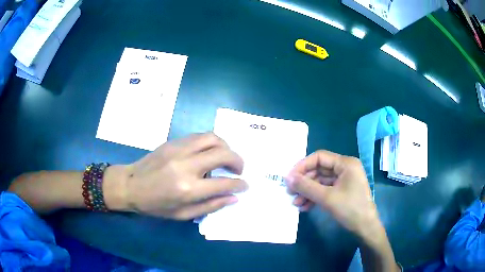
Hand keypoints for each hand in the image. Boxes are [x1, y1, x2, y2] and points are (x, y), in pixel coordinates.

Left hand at [110, 133, 247, 219]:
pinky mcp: (173, 142)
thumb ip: (211, 206)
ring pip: (212, 138)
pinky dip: (211, 142)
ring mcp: (179, 149)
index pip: (224, 183)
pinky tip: (209, 152)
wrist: (130, 185)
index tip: (245, 185)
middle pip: (223, 154)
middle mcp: (186, 165)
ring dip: (226, 147)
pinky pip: (199, 136)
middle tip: (239, 170)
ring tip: (226, 158)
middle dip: (238, 161)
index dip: (239, 184)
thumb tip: (234, 197)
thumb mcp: (183, 215)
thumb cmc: (155, 205)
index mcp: (188, 189)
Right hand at [286, 150, 379, 237]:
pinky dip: (315, 197)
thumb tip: (287, 178)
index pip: (320, 157)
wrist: (365, 228)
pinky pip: (325, 190)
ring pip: (321, 181)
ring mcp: (344, 180)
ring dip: (308, 191)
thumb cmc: (350, 209)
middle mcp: (345, 168)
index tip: (289, 178)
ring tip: (296, 203)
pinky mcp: (342, 191)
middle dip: (304, 182)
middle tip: (290, 192)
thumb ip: (306, 186)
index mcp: (345, 164)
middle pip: (319, 170)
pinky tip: (305, 207)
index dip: (303, 166)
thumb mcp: (327, 198)